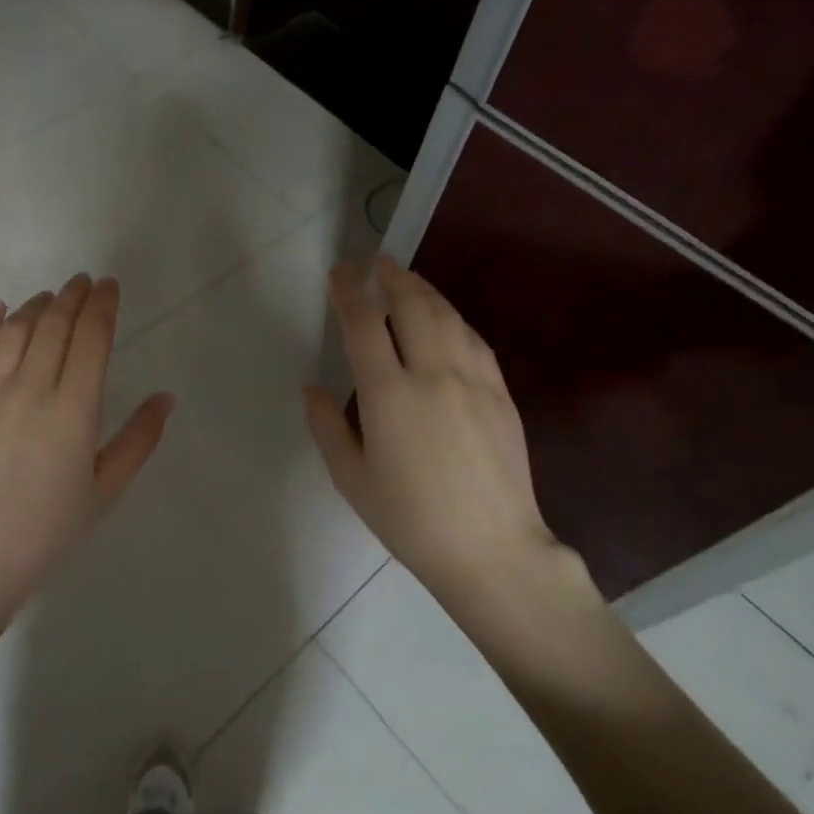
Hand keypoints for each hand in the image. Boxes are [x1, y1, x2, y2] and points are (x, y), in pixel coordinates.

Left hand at [0, 275, 172, 719]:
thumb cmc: (46, 532)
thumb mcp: (105, 490)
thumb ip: (138, 439)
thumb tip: (165, 397)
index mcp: (74, 411)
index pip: (91, 338)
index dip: (102, 305)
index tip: (109, 286)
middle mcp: (30, 389)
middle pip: (55, 324)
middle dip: (73, 296)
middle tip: (84, 282)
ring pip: (15, 329)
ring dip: (36, 305)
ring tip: (50, 296)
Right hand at [303, 257, 576, 624]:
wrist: (493, 551)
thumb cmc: (411, 520)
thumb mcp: (352, 479)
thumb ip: (327, 426)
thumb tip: (312, 387)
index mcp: (390, 394)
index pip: (364, 324)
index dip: (349, 292)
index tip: (339, 274)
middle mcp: (433, 374)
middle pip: (413, 306)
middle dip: (392, 277)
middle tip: (377, 262)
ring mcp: (473, 381)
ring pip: (448, 316)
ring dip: (425, 290)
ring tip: (408, 280)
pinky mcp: (501, 394)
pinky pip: (474, 340)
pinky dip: (454, 319)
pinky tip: (447, 319)